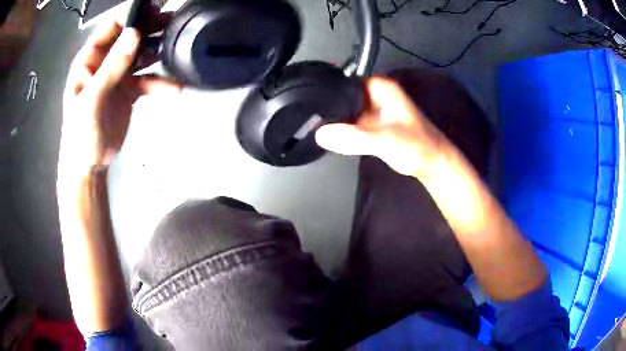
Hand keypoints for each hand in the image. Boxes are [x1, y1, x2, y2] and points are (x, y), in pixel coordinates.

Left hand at [60, 16, 179, 173]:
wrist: (89, 165)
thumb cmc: (81, 134)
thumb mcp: (92, 99)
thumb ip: (111, 67)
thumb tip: (134, 35)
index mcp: (90, 61)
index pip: (110, 29)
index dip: (130, 16)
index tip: (153, 8)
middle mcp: (104, 64)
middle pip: (129, 38)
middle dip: (149, 29)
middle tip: (172, 21)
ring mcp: (117, 77)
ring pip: (140, 56)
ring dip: (157, 50)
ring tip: (177, 44)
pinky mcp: (129, 92)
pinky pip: (147, 81)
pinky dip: (160, 83)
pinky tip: (174, 86)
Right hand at [315, 78, 449, 176]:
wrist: (432, 164)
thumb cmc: (415, 147)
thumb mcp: (384, 140)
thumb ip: (354, 138)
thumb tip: (320, 134)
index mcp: (380, 88)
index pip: (345, 81)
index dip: (327, 91)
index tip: (308, 102)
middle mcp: (375, 95)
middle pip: (343, 95)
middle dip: (327, 106)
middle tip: (306, 118)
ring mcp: (373, 110)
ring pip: (346, 109)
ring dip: (333, 118)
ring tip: (311, 126)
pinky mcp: (372, 125)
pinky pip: (351, 122)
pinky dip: (341, 129)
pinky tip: (327, 135)